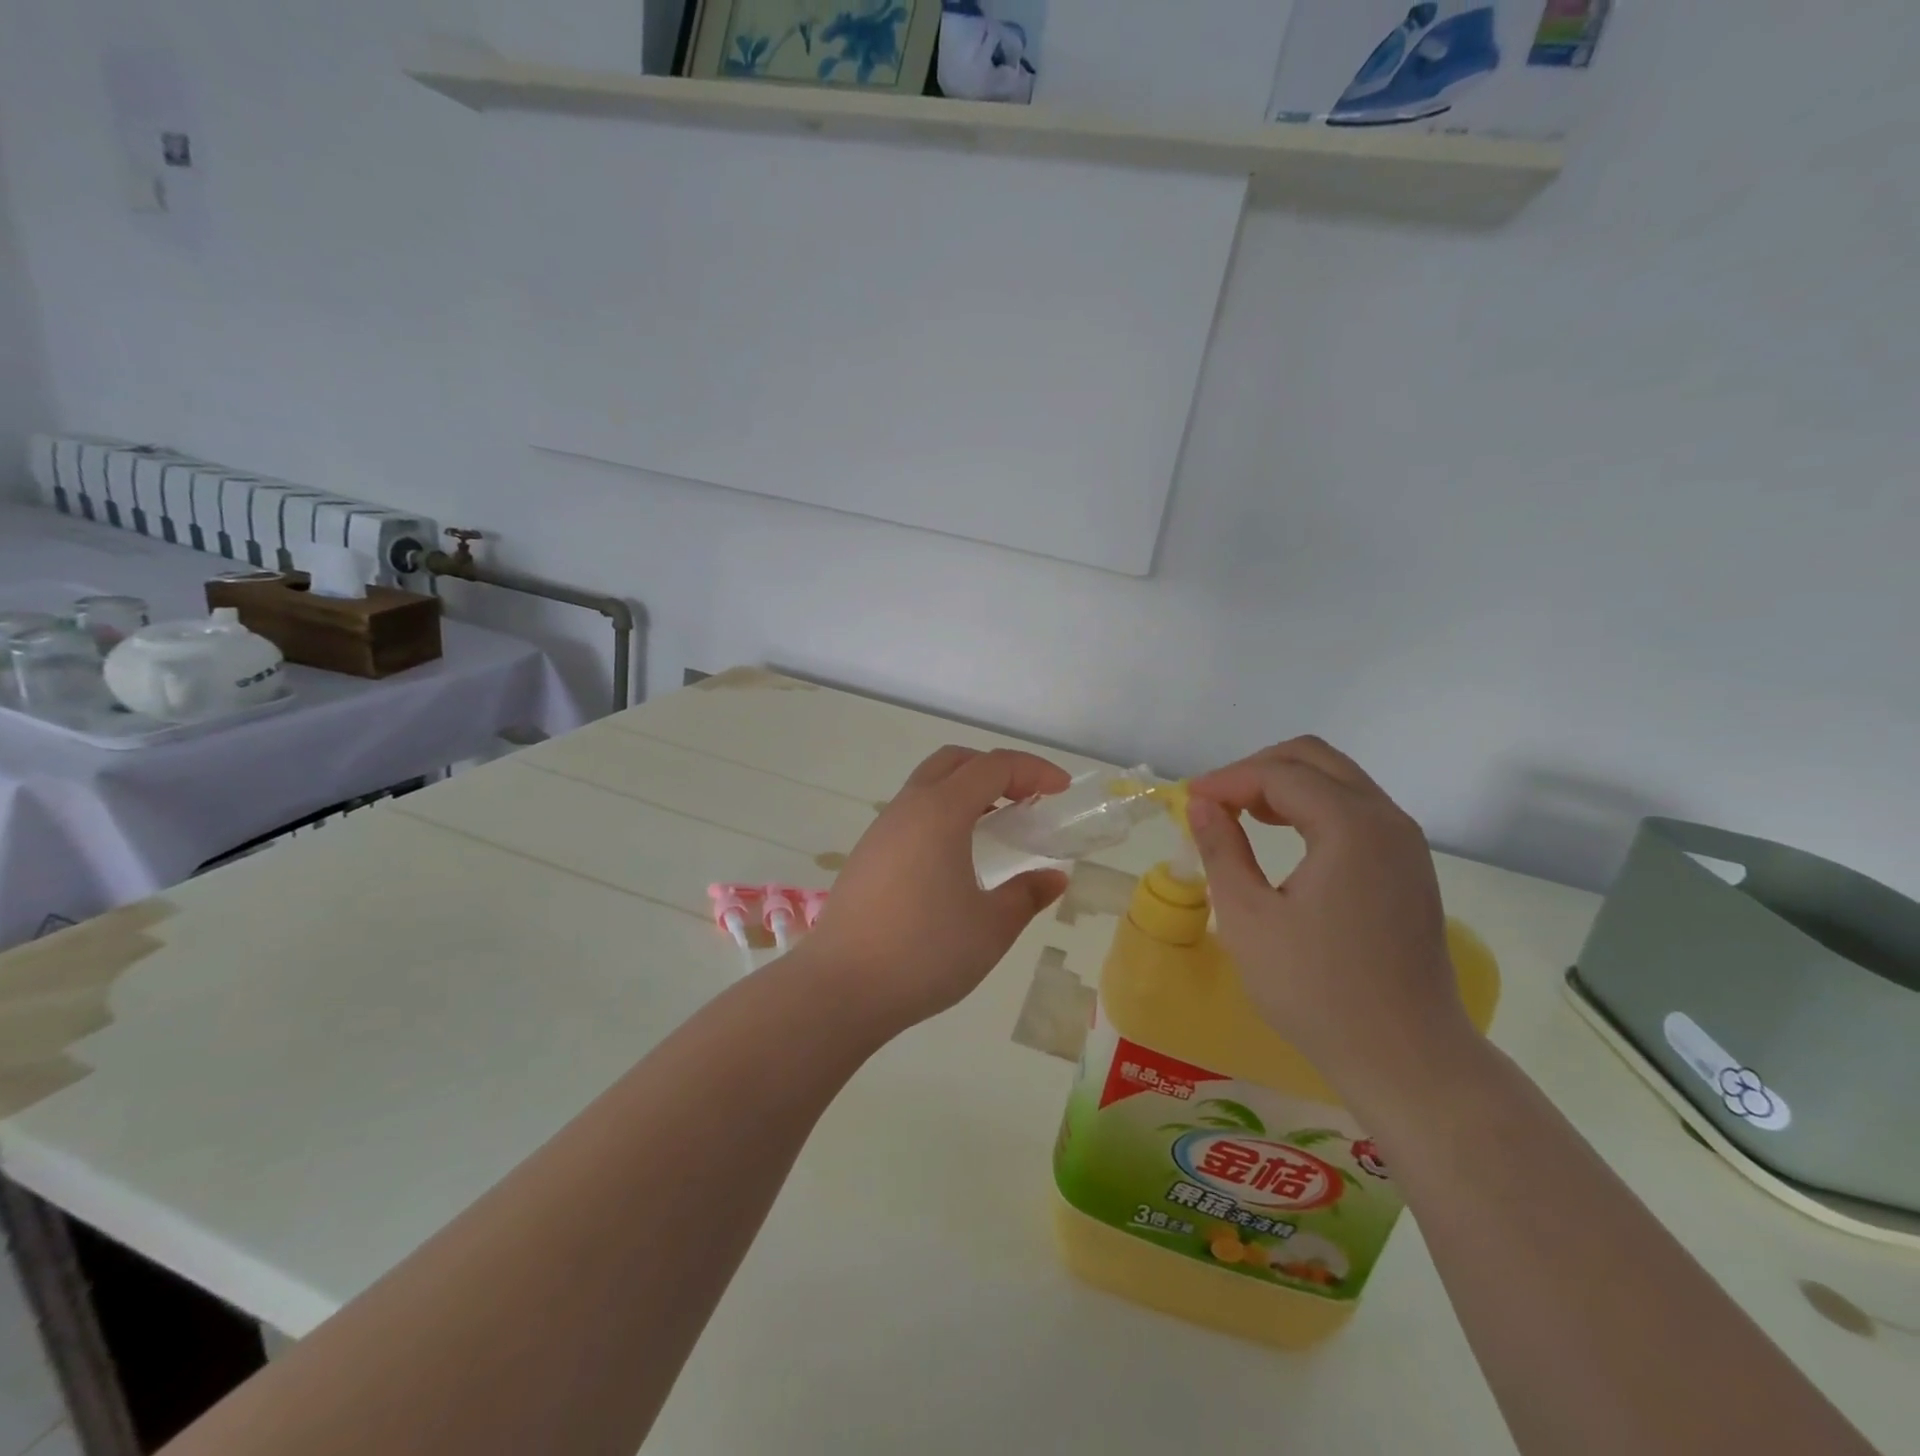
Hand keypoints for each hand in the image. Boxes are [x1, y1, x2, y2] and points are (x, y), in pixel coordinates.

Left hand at [800, 746, 1069, 1028]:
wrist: (840, 988)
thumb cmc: (924, 953)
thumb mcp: (991, 928)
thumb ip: (1027, 895)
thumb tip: (1053, 878)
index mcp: (940, 812)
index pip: (993, 766)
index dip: (1033, 769)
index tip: (1062, 790)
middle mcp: (907, 809)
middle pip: (954, 762)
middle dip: (996, 769)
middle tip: (1026, 799)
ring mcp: (881, 831)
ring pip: (928, 787)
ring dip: (966, 792)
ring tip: (995, 828)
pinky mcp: (866, 856)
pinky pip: (911, 815)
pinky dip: (943, 815)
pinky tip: (955, 859)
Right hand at [1185, 738, 1476, 1102]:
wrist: (1405, 1057)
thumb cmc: (1316, 989)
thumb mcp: (1248, 917)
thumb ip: (1221, 849)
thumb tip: (1201, 805)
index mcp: (1351, 826)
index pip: (1279, 774)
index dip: (1226, 780)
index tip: (1187, 800)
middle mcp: (1387, 820)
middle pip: (1314, 759)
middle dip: (1256, 769)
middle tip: (1215, 802)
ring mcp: (1404, 843)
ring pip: (1338, 780)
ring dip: (1285, 785)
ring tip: (1240, 815)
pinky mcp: (1408, 868)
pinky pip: (1355, 810)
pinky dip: (1312, 807)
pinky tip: (1284, 838)